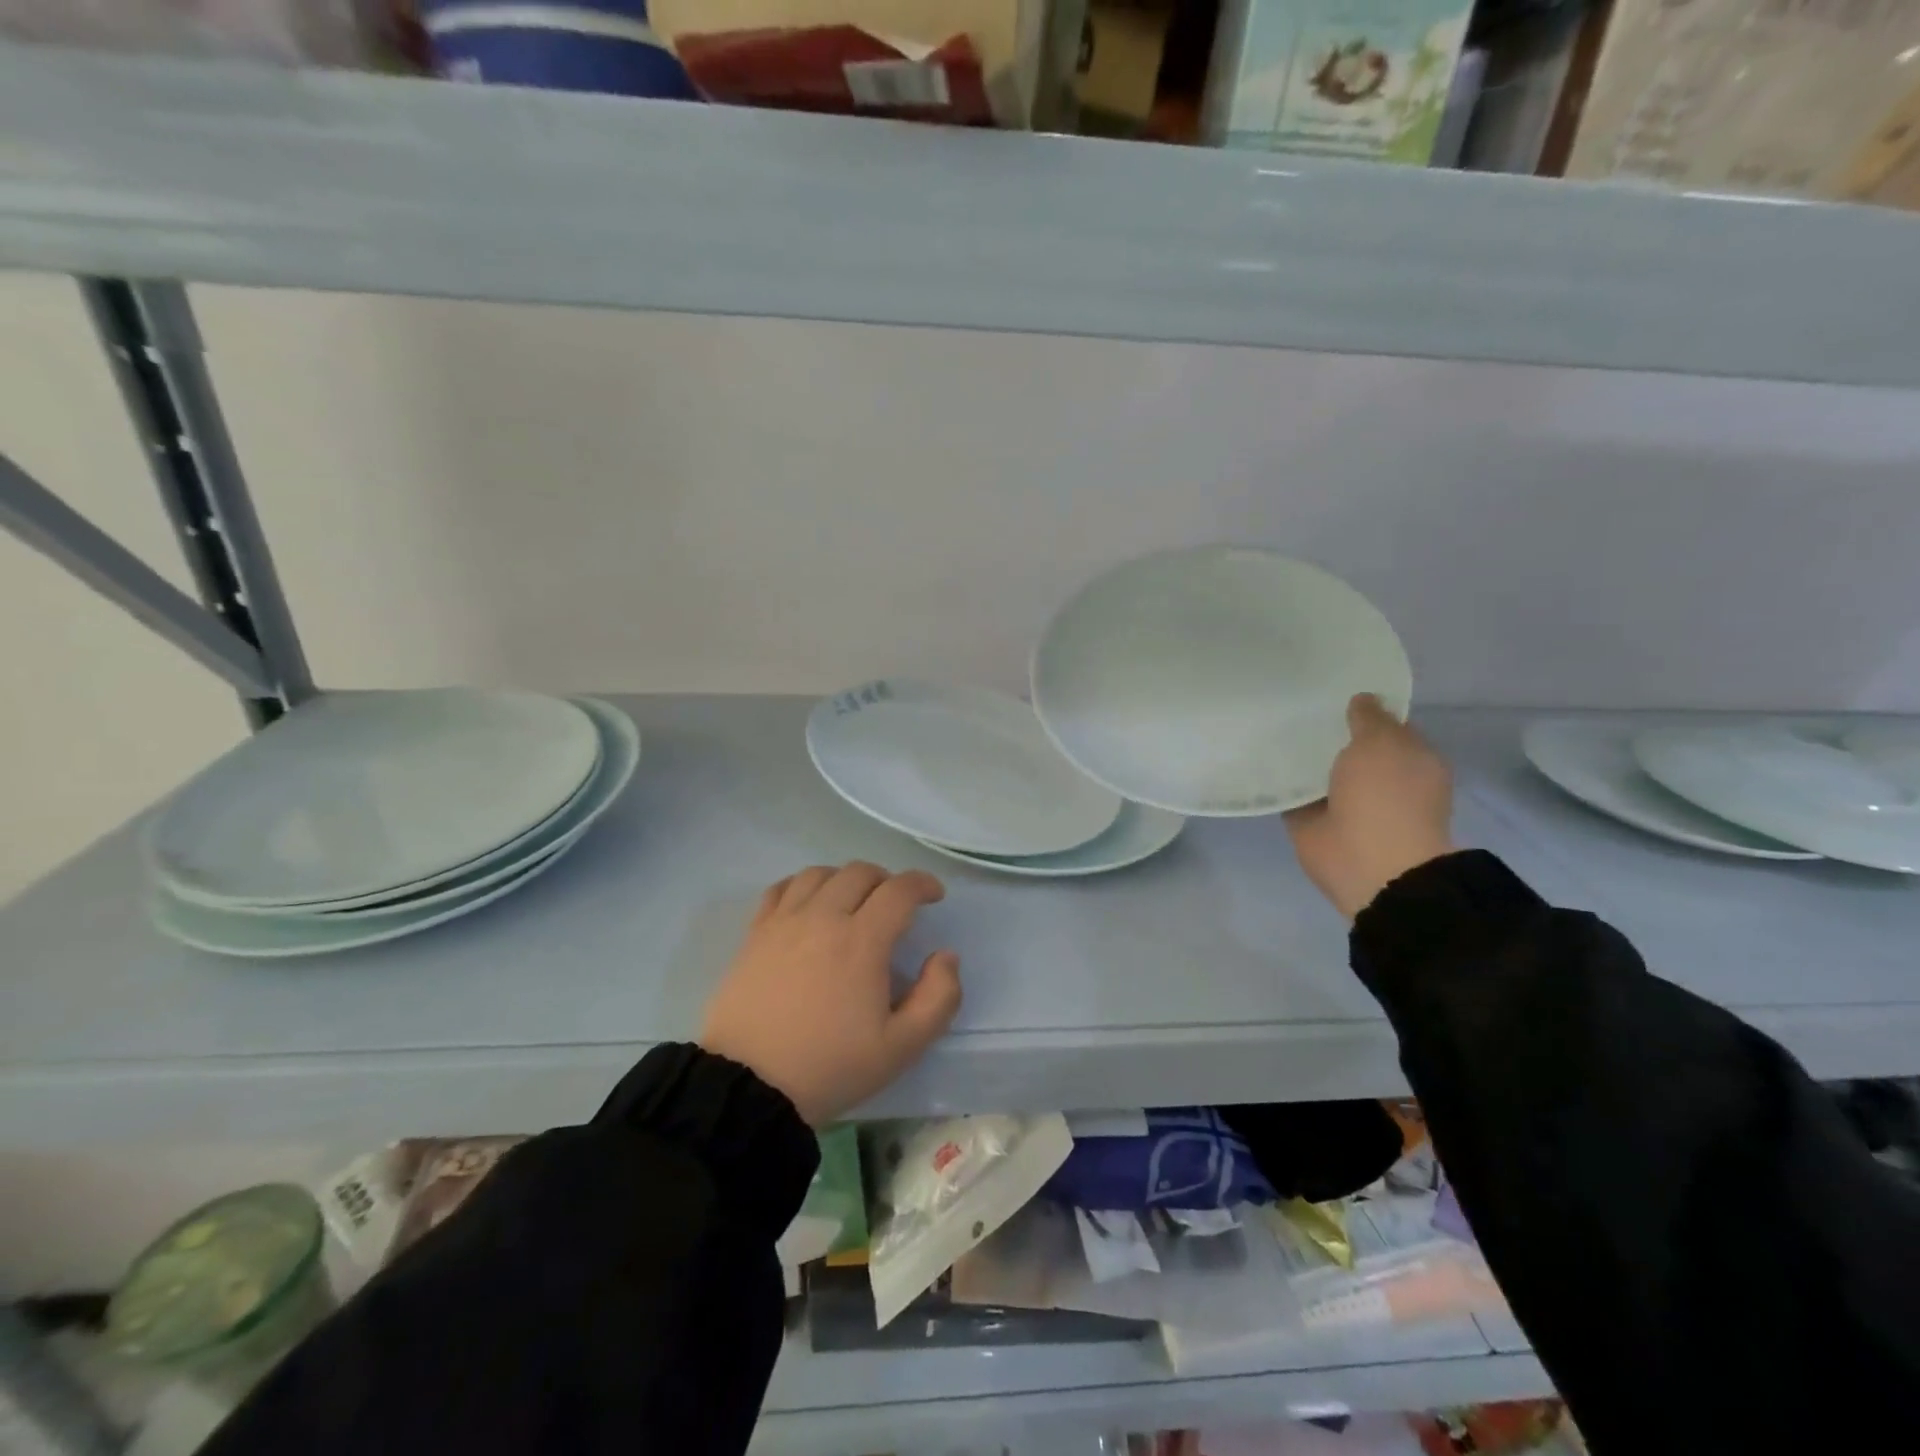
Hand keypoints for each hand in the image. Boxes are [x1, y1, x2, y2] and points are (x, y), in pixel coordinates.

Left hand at [699, 863, 962, 1125]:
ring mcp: (785, 922)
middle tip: (896, 905)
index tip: (934, 895)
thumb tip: (946, 956)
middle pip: (860, 872)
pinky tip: (810, 904)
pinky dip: (804, 885)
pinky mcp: (755, 933)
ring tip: (853, 901)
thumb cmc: (830, 1066)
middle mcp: (823, 917)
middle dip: (887, 880)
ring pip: (820, 873)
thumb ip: (938, 998)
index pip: (899, 889)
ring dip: (846, 879)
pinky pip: (782, 888)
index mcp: (862, 941)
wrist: (749, 1087)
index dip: (923, 884)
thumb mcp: (901, 1047)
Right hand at [1286, 694, 1455, 919]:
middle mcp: (1379, 779)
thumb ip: (1370, 718)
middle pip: (1348, 747)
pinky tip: (1258, 760)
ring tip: (1268, 725)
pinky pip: (1292, 794)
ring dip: (1300, 757)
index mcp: (1409, 760)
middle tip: (1292, 703)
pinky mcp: (1312, 821)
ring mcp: (1345, 802)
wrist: (1369, 863)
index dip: (1363, 708)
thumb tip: (1362, 699)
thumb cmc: (1387, 796)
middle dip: (1326, 730)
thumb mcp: (1383, 742)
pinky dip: (1279, 783)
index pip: (1386, 726)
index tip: (1331, 690)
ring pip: (1319, 770)